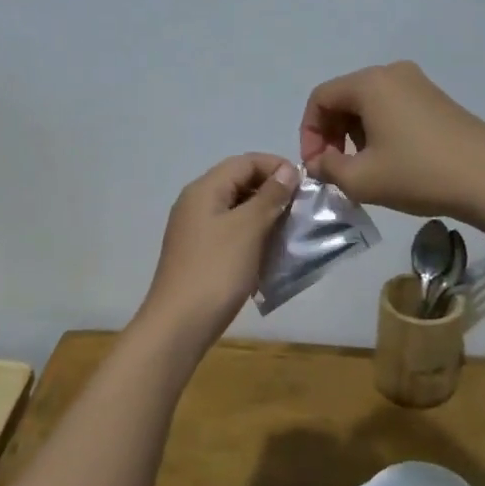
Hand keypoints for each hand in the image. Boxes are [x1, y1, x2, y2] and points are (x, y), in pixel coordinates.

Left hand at [137, 154, 298, 350]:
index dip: (276, 167)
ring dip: (264, 215)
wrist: (179, 325)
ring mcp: (195, 229)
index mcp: (204, 189)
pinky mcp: (199, 253)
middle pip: (239, 182)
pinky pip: (230, 232)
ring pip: (236, 209)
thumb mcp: (248, 229)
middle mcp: (196, 203)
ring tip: (289, 231)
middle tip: (300, 210)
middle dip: (272, 191)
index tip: (305, 186)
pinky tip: (268, 252)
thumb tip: (287, 170)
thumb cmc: (216, 271)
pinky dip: (251, 235)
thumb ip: (269, 196)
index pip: (245, 161)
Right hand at [298, 61, 484, 223]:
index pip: (320, 98)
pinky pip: (392, 108)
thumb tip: (319, 163)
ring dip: (354, 135)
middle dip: (331, 134)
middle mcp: (392, 73)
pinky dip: (379, 130)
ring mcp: (419, 84)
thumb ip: (328, 169)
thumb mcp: (361, 179)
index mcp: (370, 83)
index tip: (316, 166)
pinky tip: (390, 161)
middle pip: (344, 97)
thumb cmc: (418, 174)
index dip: (308, 133)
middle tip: (334, 169)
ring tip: (362, 169)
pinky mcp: (436, 99)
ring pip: (368, 104)